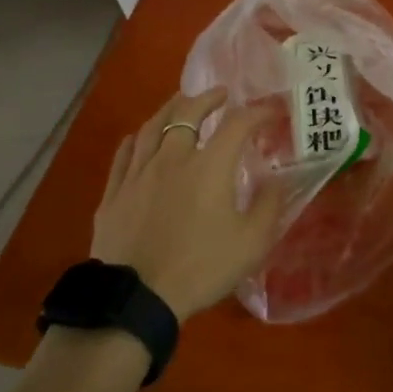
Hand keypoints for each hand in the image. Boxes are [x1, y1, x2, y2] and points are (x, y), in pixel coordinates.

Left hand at [91, 87, 282, 321]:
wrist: (137, 297)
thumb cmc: (201, 267)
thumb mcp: (252, 243)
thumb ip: (269, 206)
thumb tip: (278, 180)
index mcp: (210, 166)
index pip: (238, 124)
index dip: (257, 112)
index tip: (271, 111)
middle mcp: (173, 157)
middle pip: (188, 113)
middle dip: (208, 98)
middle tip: (220, 94)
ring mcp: (138, 173)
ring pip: (153, 127)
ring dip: (171, 109)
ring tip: (181, 102)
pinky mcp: (114, 193)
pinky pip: (124, 154)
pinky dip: (137, 139)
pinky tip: (140, 137)